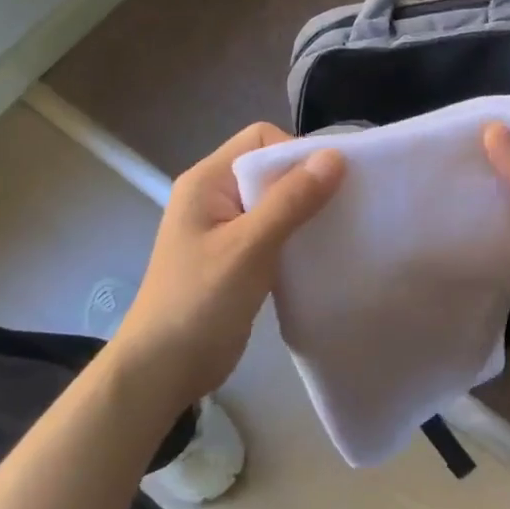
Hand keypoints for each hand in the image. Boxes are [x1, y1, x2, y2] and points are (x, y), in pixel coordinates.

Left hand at [113, 124, 343, 411]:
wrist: (164, 368)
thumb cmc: (200, 301)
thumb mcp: (249, 247)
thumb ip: (291, 200)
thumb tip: (335, 156)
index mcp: (206, 181)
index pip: (259, 140)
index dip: (296, 153)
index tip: (331, 182)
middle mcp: (214, 197)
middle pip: (269, 170)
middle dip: (307, 182)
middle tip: (345, 206)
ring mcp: (224, 230)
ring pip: (275, 204)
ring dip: (305, 213)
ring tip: (338, 230)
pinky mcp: (237, 259)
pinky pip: (274, 234)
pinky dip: (296, 238)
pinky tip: (319, 254)